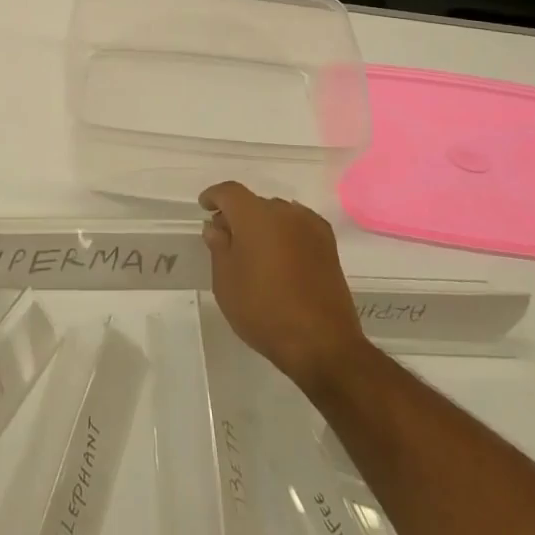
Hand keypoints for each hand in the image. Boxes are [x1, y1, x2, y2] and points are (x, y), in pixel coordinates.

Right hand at [200, 181, 368, 390]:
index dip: (214, 196)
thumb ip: (219, 247)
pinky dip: (285, 234)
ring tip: (255, 252)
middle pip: (255, 203)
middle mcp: (285, 212)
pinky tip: (281, 257)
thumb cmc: (264, 310)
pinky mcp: (329, 245)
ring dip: (263, 225)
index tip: (205, 207)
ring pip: (278, 215)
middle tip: (227, 239)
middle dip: (238, 215)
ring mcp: (311, 227)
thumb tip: (216, 227)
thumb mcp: (226, 282)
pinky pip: (299, 227)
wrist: (322, 342)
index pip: (230, 192)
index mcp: (255, 215)